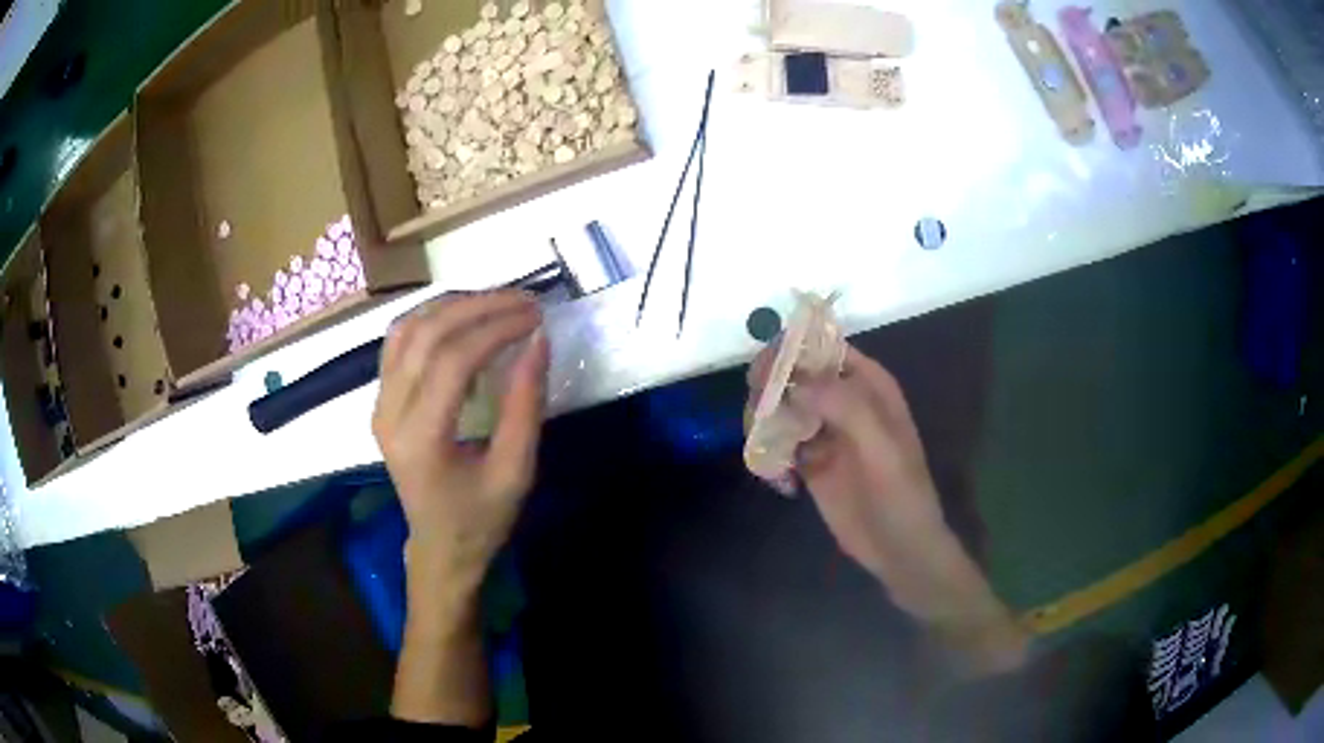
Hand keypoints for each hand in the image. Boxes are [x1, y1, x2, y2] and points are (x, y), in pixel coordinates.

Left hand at [374, 290, 548, 597]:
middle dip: (478, 307)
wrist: (439, 547)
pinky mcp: (381, 400)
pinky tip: (462, 318)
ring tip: (496, 303)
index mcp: (420, 440)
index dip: (495, 328)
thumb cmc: (480, 519)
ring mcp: (378, 404)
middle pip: (425, 335)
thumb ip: (526, 406)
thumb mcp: (515, 472)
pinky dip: (431, 319)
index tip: (536, 316)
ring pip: (406, 329)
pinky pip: (398, 342)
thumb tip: (538, 341)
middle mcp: (388, 414)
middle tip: (524, 301)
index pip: (452, 360)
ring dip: (452, 306)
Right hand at [748, 344, 1027, 674]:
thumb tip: (796, 382)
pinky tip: (780, 482)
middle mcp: (844, 401)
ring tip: (767, 453)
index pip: (825, 349)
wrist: (899, 549)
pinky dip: (769, 455)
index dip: (792, 350)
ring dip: (764, 423)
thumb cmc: (901, 495)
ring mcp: (825, 432)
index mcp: (869, 386)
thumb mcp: (882, 450)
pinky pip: (779, 444)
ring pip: (782, 408)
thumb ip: (847, 409)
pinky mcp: (810, 462)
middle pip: (795, 375)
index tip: (763, 371)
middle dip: (770, 389)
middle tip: (757, 416)